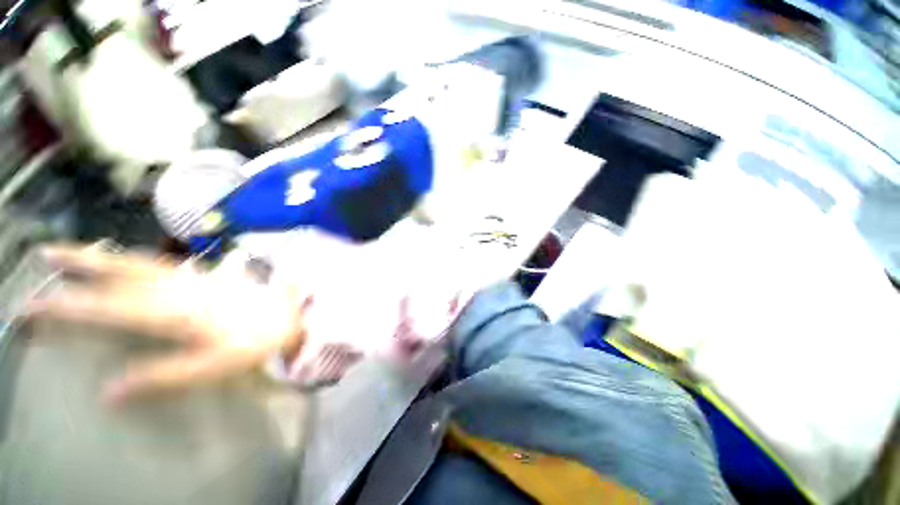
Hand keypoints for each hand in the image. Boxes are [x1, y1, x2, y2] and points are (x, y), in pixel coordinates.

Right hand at [26, 244, 311, 403]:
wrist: (294, 314)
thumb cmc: (257, 342)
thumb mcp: (212, 368)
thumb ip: (161, 377)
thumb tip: (108, 391)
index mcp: (175, 313)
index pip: (108, 307)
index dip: (67, 306)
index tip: (30, 306)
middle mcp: (180, 287)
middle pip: (122, 270)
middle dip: (81, 262)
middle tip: (45, 254)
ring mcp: (196, 277)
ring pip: (141, 261)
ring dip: (105, 256)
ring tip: (74, 252)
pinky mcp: (208, 275)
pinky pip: (163, 263)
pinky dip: (136, 259)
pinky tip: (127, 260)